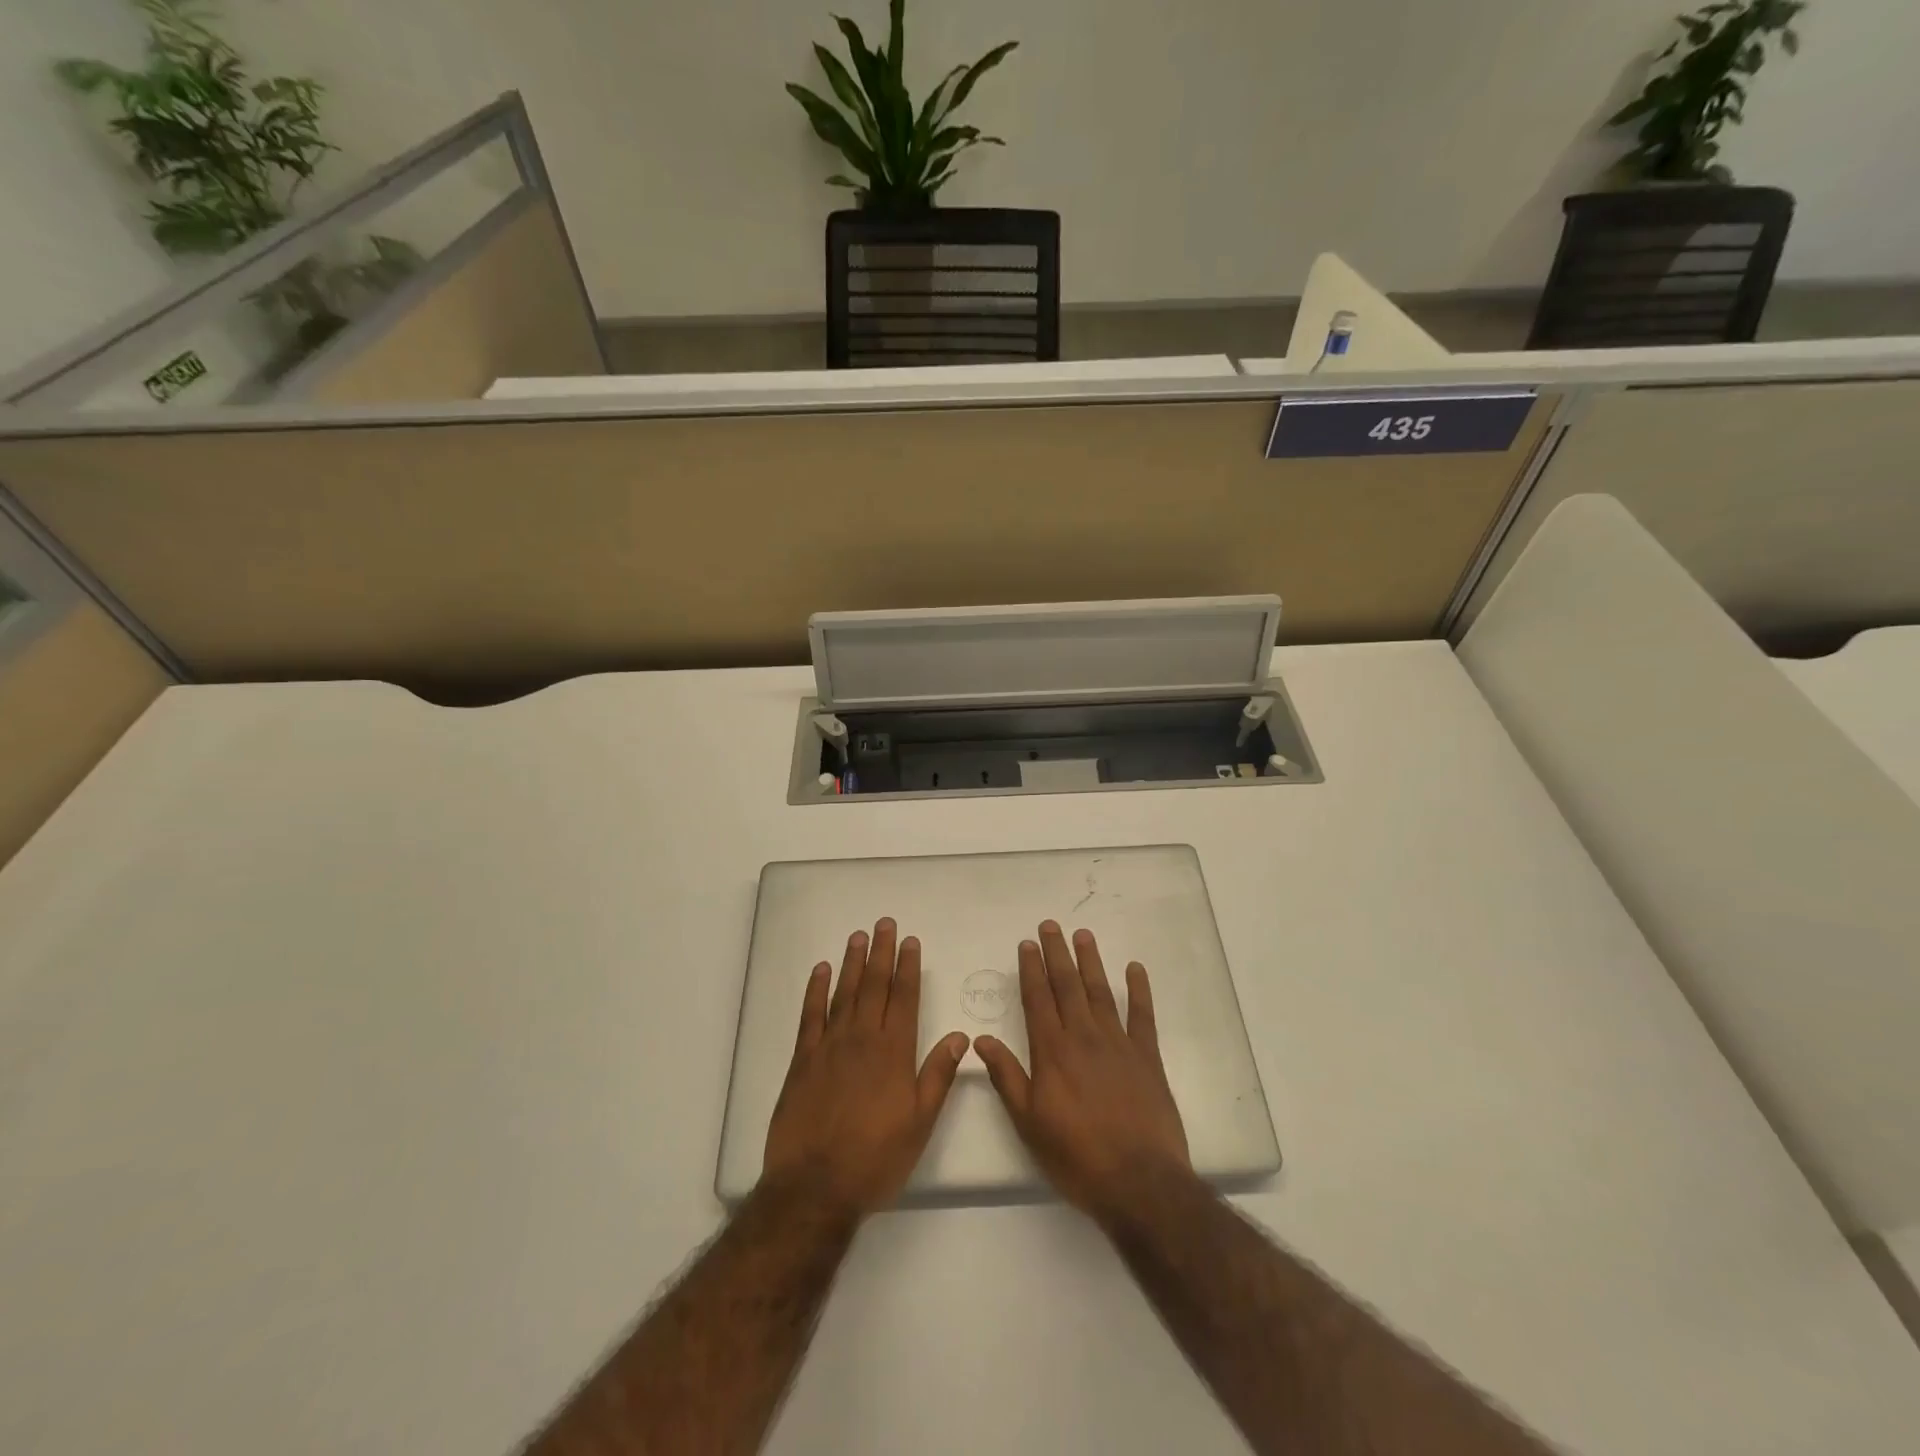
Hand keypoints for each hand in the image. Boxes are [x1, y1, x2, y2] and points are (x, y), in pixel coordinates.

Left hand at [762, 918, 969, 1221]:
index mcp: (894, 1053)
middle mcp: (863, 1039)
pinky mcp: (802, 1060)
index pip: (904, 998)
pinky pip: (810, 1015)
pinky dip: (816, 990)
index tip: (910, 942)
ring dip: (852, 963)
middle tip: (884, 923)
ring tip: (858, 936)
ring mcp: (829, 1046)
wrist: (815, 1186)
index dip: (908, 967)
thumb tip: (960, 1036)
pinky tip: (822, 970)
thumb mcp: (920, 1123)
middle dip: (881, 953)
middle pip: (874, 986)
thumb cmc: (875, 1158)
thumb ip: (939, 1076)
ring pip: (844, 993)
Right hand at [974, 921, 1191, 1224]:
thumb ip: (1007, 1077)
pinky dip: (1139, 990)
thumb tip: (981, 1040)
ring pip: (1100, 992)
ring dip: (1090, 961)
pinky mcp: (1148, 1057)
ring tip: (1083, 935)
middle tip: (1050, 925)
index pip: (1038, 999)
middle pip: (1067, 986)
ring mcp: (1118, 1044)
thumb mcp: (1029, 1123)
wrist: (1139, 1182)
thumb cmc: (1076, 1156)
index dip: (1031, 970)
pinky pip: (1142, 1015)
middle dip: (1057, 953)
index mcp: (1052, 1051)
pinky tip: (1134, 968)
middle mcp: (1083, 1037)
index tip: (1027, 943)